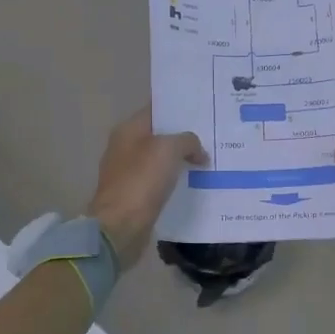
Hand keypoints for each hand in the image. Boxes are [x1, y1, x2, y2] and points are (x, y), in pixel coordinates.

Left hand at [87, 107, 208, 265]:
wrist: (120, 226)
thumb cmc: (141, 180)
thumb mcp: (169, 150)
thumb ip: (187, 141)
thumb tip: (199, 151)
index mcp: (128, 130)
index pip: (156, 109)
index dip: (179, 107)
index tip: (204, 108)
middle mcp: (125, 147)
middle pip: (159, 134)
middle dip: (184, 135)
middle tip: (214, 134)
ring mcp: (129, 172)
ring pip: (161, 159)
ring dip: (181, 159)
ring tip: (210, 158)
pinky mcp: (135, 195)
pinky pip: (160, 181)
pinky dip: (175, 180)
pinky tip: (196, 182)